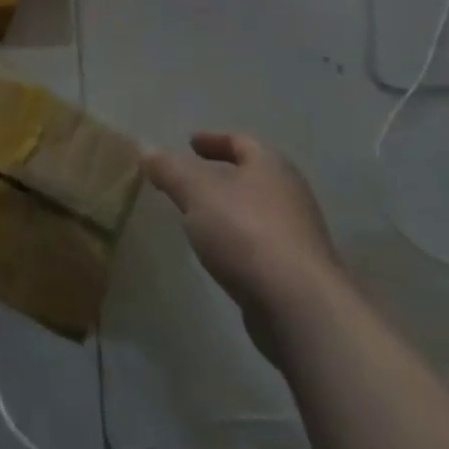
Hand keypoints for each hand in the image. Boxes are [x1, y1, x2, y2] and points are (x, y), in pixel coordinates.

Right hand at [143, 130, 342, 354]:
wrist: (300, 309)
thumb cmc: (247, 234)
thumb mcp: (196, 192)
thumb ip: (170, 170)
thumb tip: (148, 152)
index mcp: (271, 166)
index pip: (240, 141)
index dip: (213, 139)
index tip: (189, 142)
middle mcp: (290, 195)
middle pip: (252, 176)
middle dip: (221, 175)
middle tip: (190, 179)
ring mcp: (298, 236)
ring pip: (256, 211)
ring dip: (229, 209)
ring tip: (198, 216)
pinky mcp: (297, 274)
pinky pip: (260, 244)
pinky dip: (238, 240)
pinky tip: (219, 253)